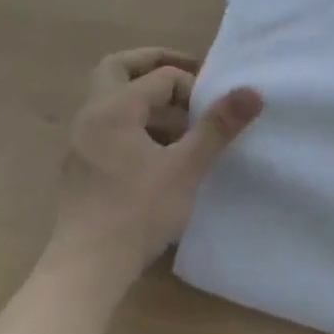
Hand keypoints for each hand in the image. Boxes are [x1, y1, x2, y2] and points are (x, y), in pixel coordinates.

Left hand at [51, 47, 262, 285]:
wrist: (86, 268)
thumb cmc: (137, 213)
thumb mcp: (186, 168)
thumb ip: (218, 127)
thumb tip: (252, 91)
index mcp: (112, 108)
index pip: (161, 77)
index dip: (193, 88)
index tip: (213, 114)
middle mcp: (90, 116)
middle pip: (119, 68)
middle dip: (155, 65)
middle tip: (189, 75)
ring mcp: (80, 142)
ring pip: (112, 98)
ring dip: (147, 98)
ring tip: (182, 121)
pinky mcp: (81, 166)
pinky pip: (109, 125)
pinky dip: (136, 123)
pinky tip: (160, 153)